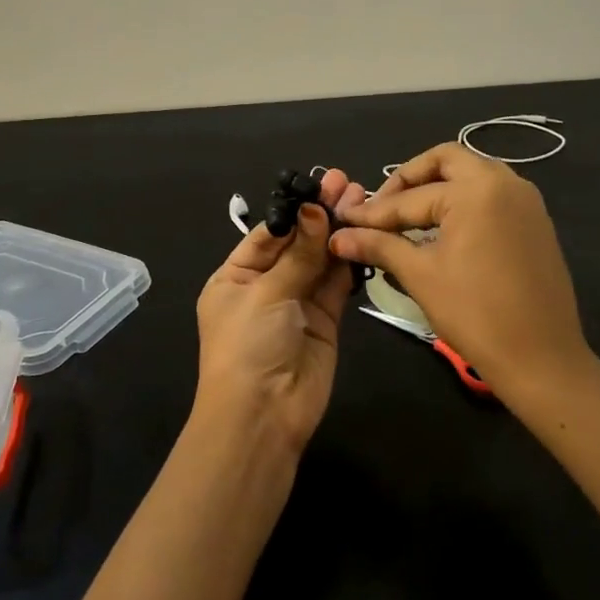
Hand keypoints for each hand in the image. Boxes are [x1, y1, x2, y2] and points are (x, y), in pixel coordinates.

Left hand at [195, 168, 368, 453]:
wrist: (263, 417)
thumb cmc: (248, 347)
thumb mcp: (266, 294)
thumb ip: (298, 254)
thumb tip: (316, 208)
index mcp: (234, 277)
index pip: (268, 234)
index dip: (295, 210)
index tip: (321, 182)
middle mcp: (265, 286)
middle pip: (297, 243)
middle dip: (320, 214)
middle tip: (347, 182)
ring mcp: (296, 303)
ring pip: (320, 260)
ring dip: (338, 231)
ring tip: (362, 198)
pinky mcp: (325, 320)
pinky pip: (336, 284)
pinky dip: (349, 260)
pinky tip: (364, 232)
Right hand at [329, 144, 590, 402]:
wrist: (542, 358)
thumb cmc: (475, 314)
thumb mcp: (420, 276)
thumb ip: (378, 246)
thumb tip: (337, 237)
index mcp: (476, 189)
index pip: (411, 197)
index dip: (373, 213)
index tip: (343, 220)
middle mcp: (505, 182)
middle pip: (445, 162)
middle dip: (408, 180)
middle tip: (382, 209)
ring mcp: (525, 200)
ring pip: (471, 175)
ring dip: (437, 189)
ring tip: (406, 220)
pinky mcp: (535, 222)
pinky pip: (491, 196)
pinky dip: (462, 204)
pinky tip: (441, 232)